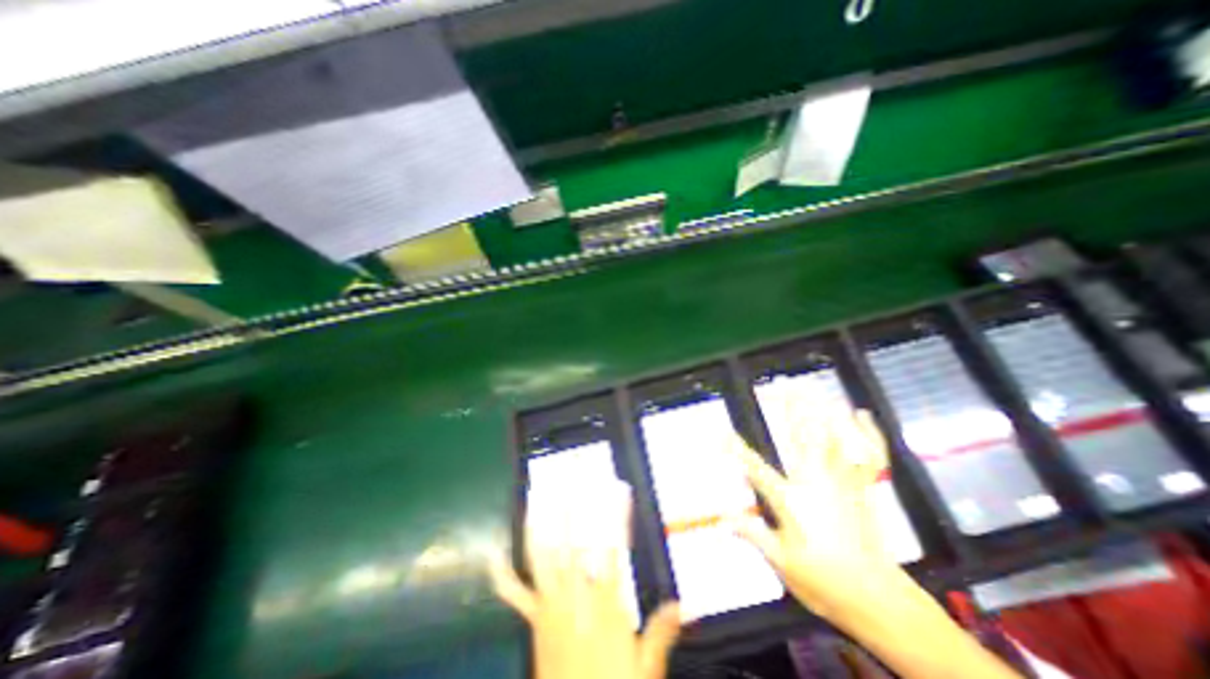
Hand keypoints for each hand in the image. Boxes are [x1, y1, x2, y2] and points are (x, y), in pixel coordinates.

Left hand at [491, 480, 679, 677]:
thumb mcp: (644, 668)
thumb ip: (659, 632)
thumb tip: (680, 606)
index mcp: (603, 602)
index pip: (613, 548)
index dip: (617, 516)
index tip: (619, 489)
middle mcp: (574, 596)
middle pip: (570, 545)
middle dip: (568, 511)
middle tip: (567, 483)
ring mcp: (549, 605)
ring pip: (540, 558)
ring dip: (536, 528)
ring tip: (533, 501)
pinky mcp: (534, 618)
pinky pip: (514, 592)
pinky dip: (502, 572)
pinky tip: (494, 553)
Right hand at [726, 403, 896, 620]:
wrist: (877, 601)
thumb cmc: (823, 581)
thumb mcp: (781, 563)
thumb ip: (753, 534)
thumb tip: (724, 518)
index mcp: (792, 500)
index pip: (755, 469)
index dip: (735, 450)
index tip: (721, 432)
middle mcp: (816, 483)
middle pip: (800, 438)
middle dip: (788, 409)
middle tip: (780, 386)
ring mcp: (843, 482)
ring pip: (832, 437)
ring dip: (820, 410)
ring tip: (810, 389)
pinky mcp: (863, 488)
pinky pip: (870, 455)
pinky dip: (868, 432)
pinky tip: (860, 413)